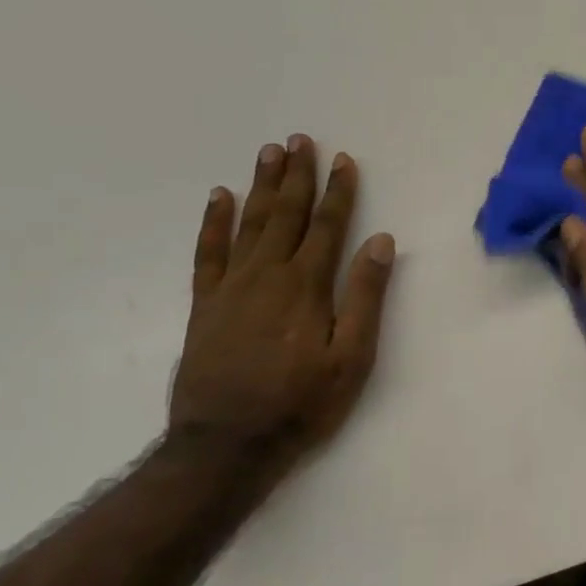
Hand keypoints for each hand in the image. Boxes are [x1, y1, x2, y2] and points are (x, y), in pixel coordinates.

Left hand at [168, 135, 395, 465]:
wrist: (226, 445)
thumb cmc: (301, 403)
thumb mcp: (352, 357)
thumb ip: (365, 297)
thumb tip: (380, 243)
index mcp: (306, 287)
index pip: (327, 227)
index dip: (338, 193)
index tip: (344, 161)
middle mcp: (267, 276)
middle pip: (285, 215)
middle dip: (296, 176)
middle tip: (299, 139)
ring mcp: (230, 288)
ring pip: (248, 224)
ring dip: (261, 187)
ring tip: (268, 153)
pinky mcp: (205, 305)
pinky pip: (207, 253)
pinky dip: (213, 223)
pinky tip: (218, 198)